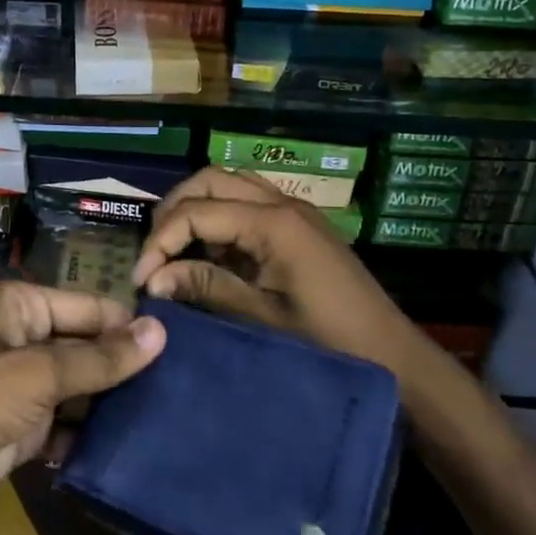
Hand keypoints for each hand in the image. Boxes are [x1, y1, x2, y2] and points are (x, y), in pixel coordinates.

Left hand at [0, 281, 164, 525]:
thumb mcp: (36, 374)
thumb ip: (99, 359)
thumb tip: (160, 332)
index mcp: (23, 308)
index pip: (90, 308)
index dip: (131, 326)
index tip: (183, 346)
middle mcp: (26, 339)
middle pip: (88, 347)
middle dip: (126, 367)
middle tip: (186, 386)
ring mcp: (25, 386)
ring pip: (81, 388)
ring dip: (113, 403)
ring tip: (171, 415)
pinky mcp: (24, 428)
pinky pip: (68, 425)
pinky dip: (91, 435)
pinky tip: (134, 446)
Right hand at [132, 167, 425, 373]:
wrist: (394, 354)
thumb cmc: (329, 341)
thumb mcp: (262, 319)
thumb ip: (206, 287)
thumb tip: (153, 279)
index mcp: (273, 222)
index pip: (197, 212)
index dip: (160, 241)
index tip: (141, 279)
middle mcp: (281, 202)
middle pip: (209, 180)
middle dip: (174, 211)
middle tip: (154, 253)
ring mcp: (293, 209)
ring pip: (228, 184)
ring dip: (196, 208)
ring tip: (175, 250)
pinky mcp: (298, 224)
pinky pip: (248, 202)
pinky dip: (220, 217)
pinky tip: (211, 254)